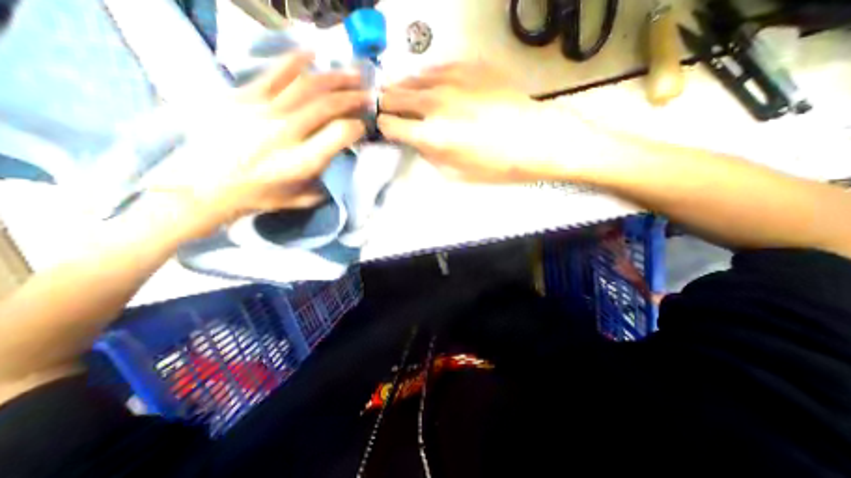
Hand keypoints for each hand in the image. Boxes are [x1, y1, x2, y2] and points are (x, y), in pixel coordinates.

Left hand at [148, 52, 368, 235]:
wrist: (202, 186)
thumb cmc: (258, 197)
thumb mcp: (300, 199)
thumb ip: (326, 182)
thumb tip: (340, 162)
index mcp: (301, 162)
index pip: (340, 134)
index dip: (357, 127)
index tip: (362, 127)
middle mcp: (285, 133)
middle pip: (327, 105)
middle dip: (353, 98)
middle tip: (368, 95)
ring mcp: (262, 111)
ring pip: (306, 85)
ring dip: (334, 78)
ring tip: (352, 74)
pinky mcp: (242, 97)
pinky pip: (274, 73)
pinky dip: (296, 61)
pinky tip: (312, 54)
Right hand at [378, 61, 584, 180]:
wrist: (535, 140)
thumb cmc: (496, 165)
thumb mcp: (456, 173)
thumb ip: (430, 155)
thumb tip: (417, 141)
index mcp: (431, 135)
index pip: (390, 124)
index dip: (383, 127)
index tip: (385, 129)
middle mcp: (435, 103)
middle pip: (395, 95)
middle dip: (386, 103)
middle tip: (386, 108)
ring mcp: (452, 80)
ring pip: (413, 77)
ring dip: (405, 88)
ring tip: (404, 95)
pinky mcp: (470, 67)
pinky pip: (437, 67)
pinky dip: (428, 77)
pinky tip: (430, 84)